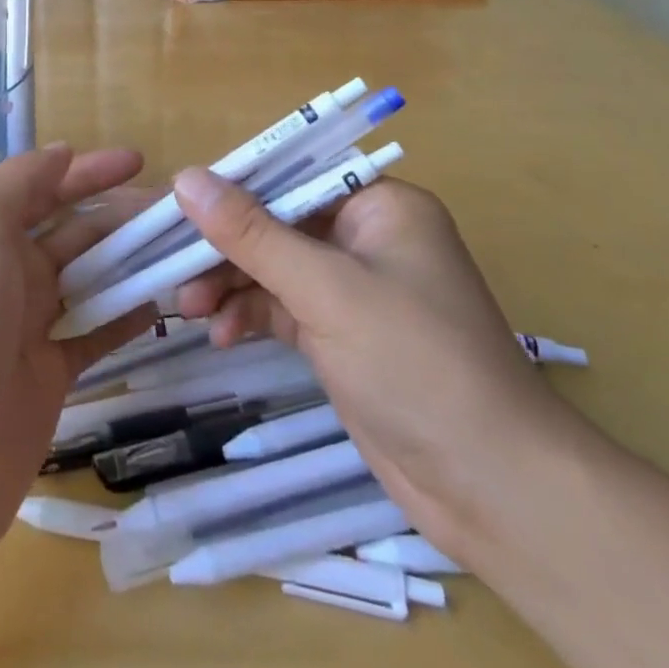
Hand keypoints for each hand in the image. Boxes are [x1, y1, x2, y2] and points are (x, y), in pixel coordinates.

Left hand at [0, 144, 158, 594]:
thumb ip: (17, 184)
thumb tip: (61, 154)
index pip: (43, 188)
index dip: (88, 171)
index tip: (139, 161)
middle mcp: (4, 274)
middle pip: (73, 232)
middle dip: (120, 214)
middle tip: (178, 210)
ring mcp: (27, 328)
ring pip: (90, 281)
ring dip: (131, 262)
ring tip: (183, 248)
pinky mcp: (49, 379)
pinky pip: (95, 336)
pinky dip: (126, 317)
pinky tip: (163, 302)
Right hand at [170, 170, 573, 552]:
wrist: (495, 491)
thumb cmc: (417, 364)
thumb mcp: (326, 290)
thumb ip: (253, 234)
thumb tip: (186, 178)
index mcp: (379, 205)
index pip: (293, 175)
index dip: (234, 187)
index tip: (179, 205)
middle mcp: (366, 237)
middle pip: (277, 223)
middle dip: (226, 247)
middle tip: (173, 266)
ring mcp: (353, 289)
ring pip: (273, 267)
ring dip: (231, 284)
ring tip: (188, 308)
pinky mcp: (341, 335)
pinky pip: (282, 307)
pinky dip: (250, 315)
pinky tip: (221, 334)